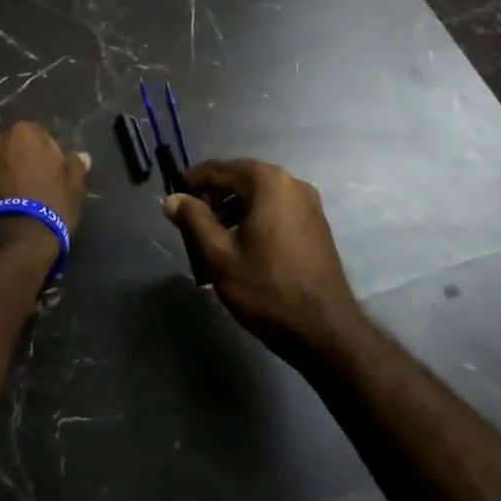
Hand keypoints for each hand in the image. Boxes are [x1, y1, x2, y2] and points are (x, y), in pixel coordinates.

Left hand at [0, 121, 90, 265]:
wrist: (9, 247)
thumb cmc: (48, 209)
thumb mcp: (73, 189)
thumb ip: (75, 167)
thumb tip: (81, 155)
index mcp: (21, 133)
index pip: (40, 137)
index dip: (50, 157)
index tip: (55, 177)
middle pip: (12, 150)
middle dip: (21, 164)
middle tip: (34, 189)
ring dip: (2, 177)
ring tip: (15, 203)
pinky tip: (0, 212)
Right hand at [164, 158, 359, 355]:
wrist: (326, 331)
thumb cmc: (268, 290)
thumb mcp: (220, 256)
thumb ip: (193, 220)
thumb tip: (173, 198)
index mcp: (267, 181)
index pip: (218, 169)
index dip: (192, 182)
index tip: (174, 201)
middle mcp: (291, 182)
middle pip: (239, 180)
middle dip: (213, 201)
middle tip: (192, 228)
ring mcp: (308, 202)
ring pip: (258, 197)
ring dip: (232, 212)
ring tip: (214, 244)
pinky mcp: (316, 223)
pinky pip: (276, 210)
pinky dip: (254, 220)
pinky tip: (243, 249)